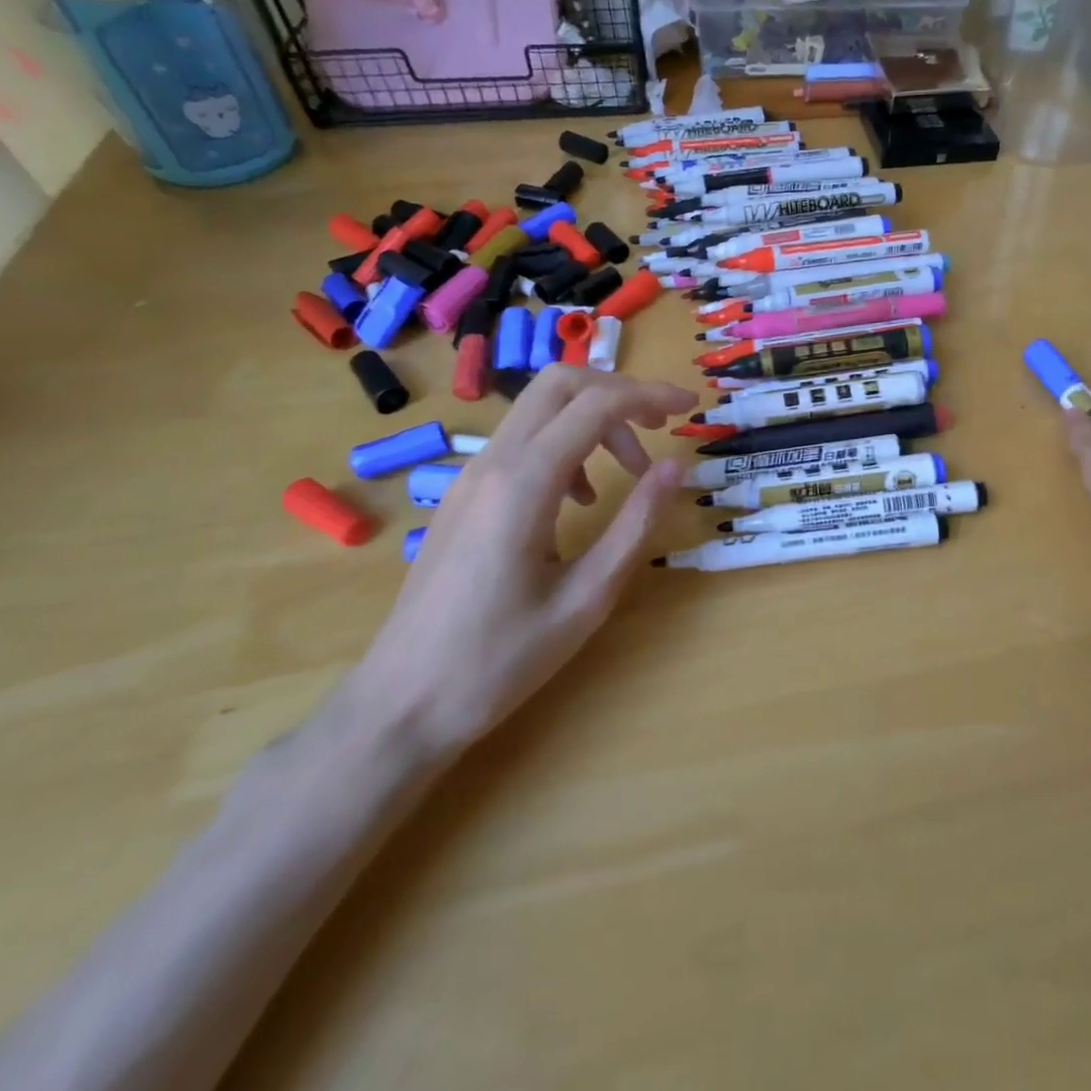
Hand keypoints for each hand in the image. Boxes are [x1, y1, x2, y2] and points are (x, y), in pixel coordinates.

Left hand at [340, 367, 695, 759]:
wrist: (400, 705)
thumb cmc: (501, 660)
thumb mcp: (587, 596)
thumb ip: (636, 523)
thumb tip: (677, 466)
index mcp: (524, 484)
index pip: (595, 405)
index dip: (650, 395)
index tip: (691, 407)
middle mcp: (492, 465)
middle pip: (558, 385)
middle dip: (619, 391)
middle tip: (660, 425)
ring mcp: (469, 478)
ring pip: (538, 410)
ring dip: (593, 420)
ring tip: (630, 471)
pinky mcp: (463, 497)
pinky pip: (521, 443)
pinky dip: (565, 445)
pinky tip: (581, 499)